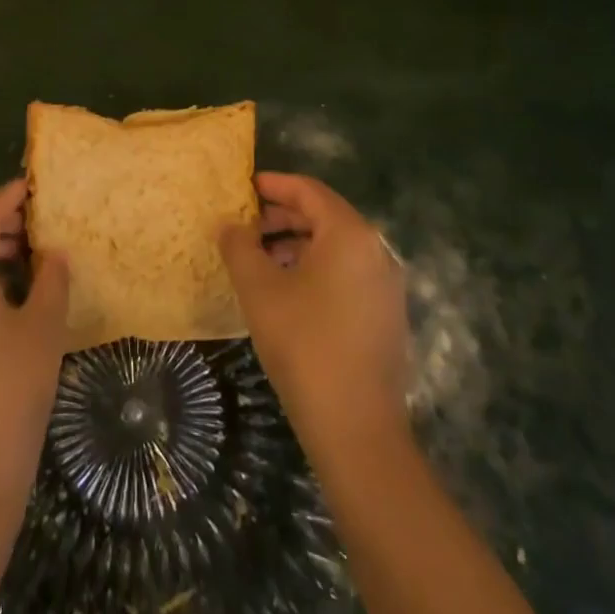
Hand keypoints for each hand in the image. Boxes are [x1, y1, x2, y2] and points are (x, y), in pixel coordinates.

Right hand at [218, 172, 409, 458]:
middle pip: (324, 216)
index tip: (244, 187)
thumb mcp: (259, 290)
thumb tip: (229, 224)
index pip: (309, 191)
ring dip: (297, 244)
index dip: (274, 185)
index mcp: (350, 234)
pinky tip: (287, 291)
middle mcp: (376, 250)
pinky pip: (347, 273)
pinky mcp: (385, 315)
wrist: (357, 429)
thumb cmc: (304, 345)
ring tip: (260, 259)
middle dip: (282, 217)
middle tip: (245, 226)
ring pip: (335, 247)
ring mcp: (386, 285)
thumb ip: (239, 247)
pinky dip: (316, 268)